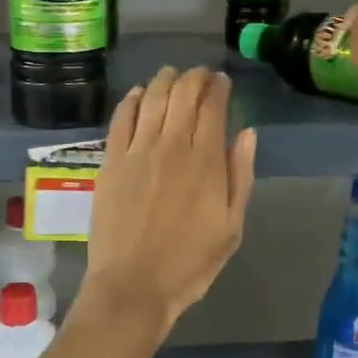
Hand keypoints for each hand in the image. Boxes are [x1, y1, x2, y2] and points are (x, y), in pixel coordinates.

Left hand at [84, 67, 256, 338]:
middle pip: (183, 94)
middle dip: (195, 77)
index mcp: (206, 160)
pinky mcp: (110, 161)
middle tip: (201, 75)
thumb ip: (240, 176)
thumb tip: (247, 133)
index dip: (219, 88)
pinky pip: (120, 119)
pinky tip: (137, 93)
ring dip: (164, 80)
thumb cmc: (189, 262)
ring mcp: (137, 150)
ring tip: (171, 74)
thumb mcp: (232, 227)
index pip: (213, 107)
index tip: (223, 81)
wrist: (133, 284)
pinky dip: (130, 100)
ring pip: (151, 98)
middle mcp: (171, 145)